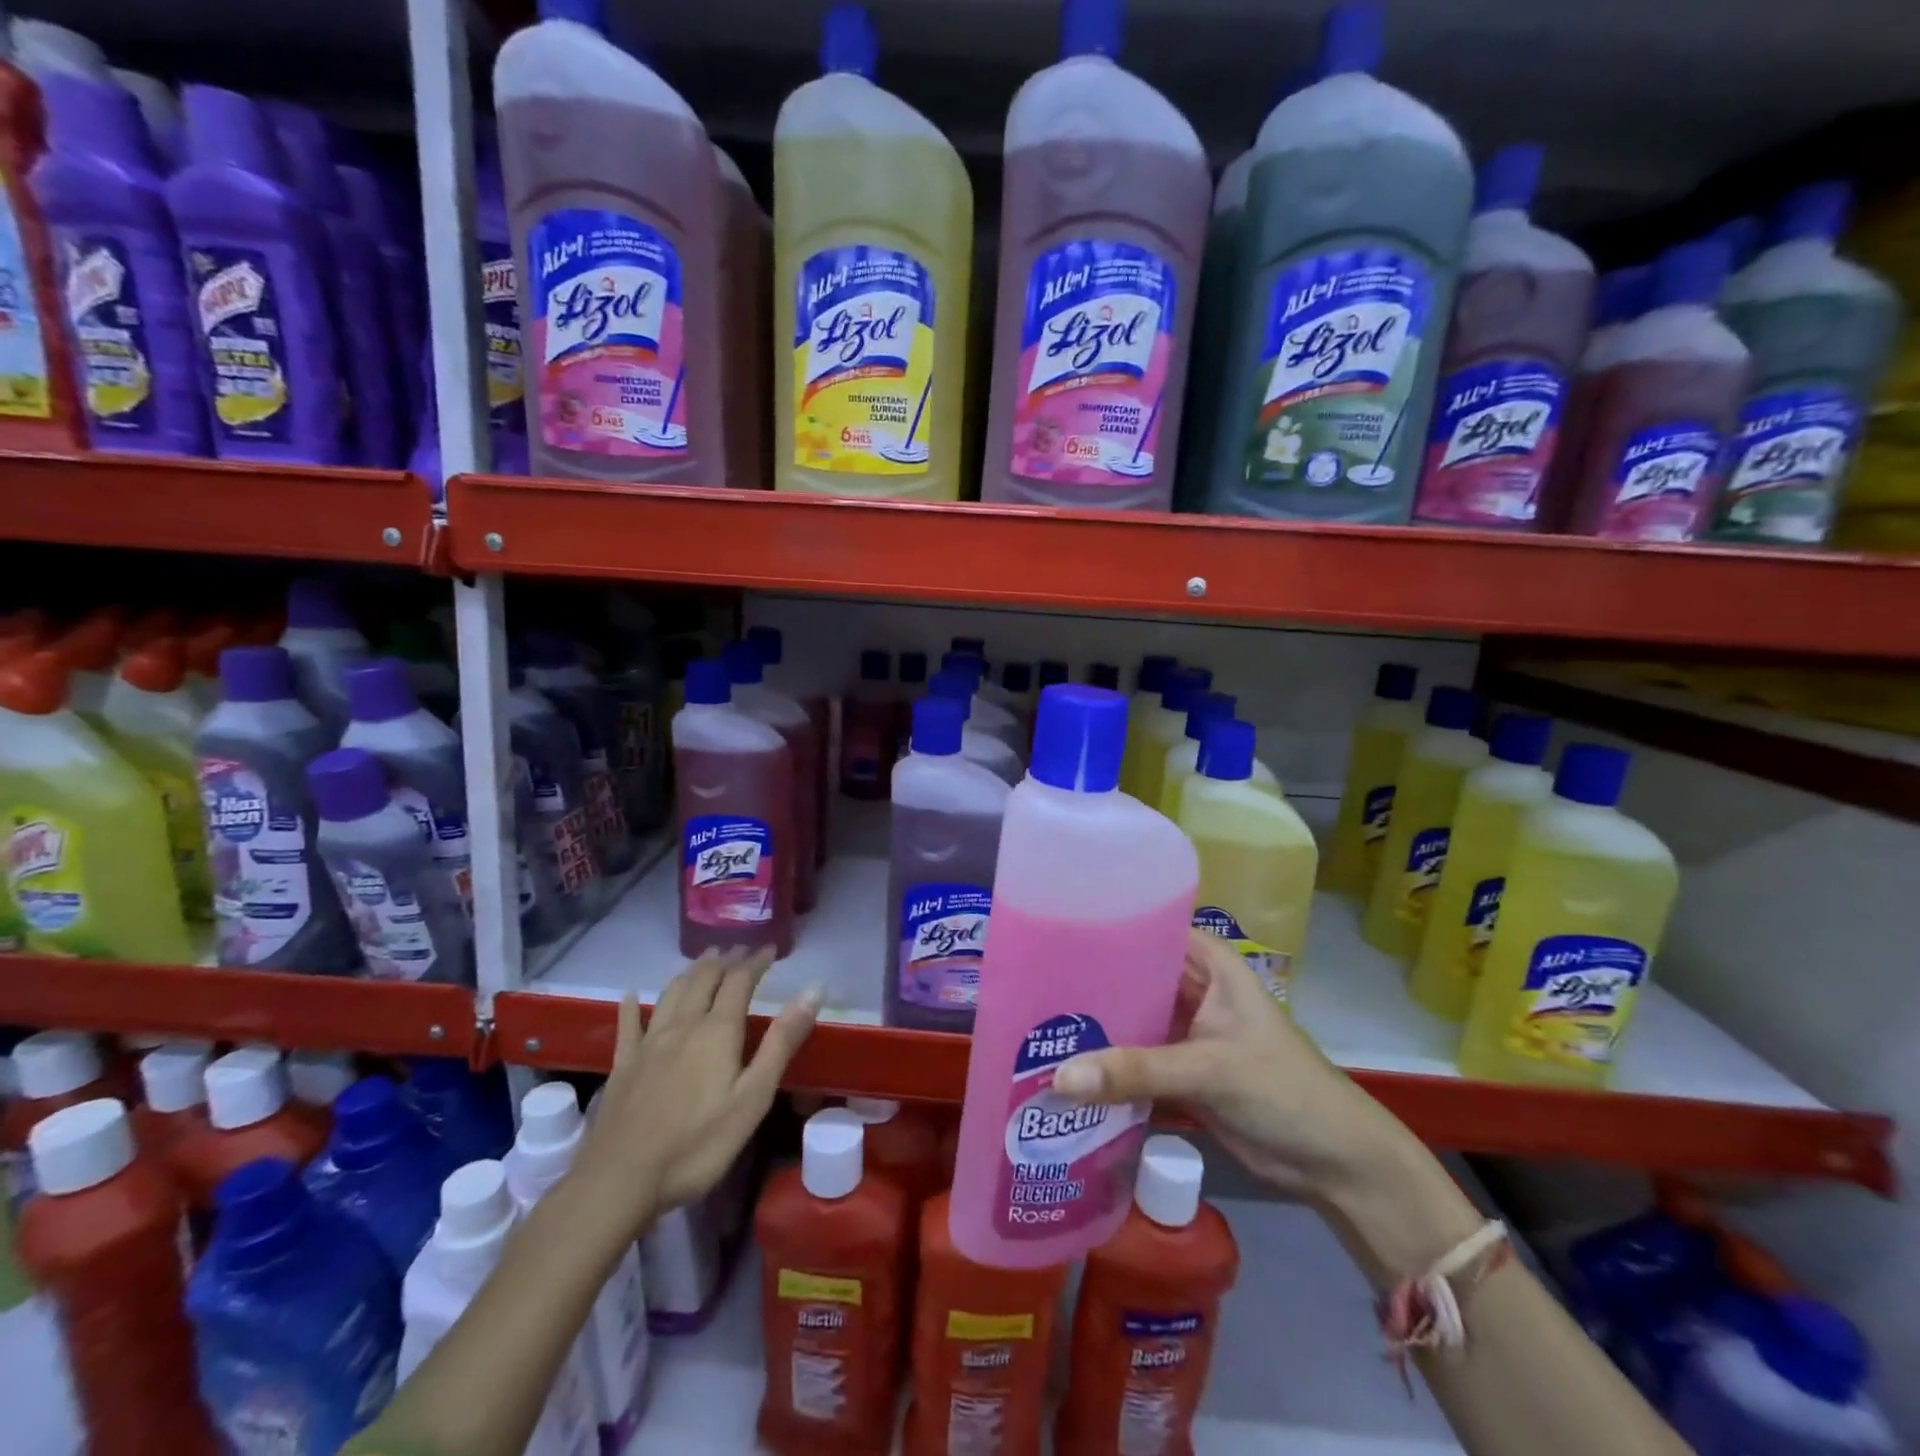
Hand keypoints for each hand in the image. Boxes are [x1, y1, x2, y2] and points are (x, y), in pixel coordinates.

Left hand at [574, 946, 820, 1230]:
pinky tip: (631, 996)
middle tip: (739, 949)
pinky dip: (632, 1005)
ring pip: (671, 993)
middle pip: (704, 979)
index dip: (756, 961)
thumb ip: (782, 1042)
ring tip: (703, 961)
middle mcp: (682, 1025)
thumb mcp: (753, 1097)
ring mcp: (648, 1043)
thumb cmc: (698, 1144)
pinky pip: (628, 1025)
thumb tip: (813, 990)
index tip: (770, 948)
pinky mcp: (623, 1065)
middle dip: (724, 960)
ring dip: (690, 972)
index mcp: (717, 1031)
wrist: (620, 1181)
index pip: (740, 981)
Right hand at [1051, 928, 1409, 1200]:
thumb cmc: (1283, 1089)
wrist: (1334, 1164)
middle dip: (1090, 979)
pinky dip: (1107, 1064)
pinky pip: (1134, 1059)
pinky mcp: (1180, 1072)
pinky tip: (1063, 1065)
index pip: (1149, 926)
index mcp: (1209, 963)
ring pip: (1131, 1017)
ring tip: (1036, 1021)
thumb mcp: (1209, 1069)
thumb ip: (1135, 1071)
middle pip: (1133, 974)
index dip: (1106, 924)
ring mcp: (1185, 1031)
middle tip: (1031, 981)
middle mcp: (1193, 988)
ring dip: (1095, 1025)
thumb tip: (1057, 1078)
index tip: (1052, 928)